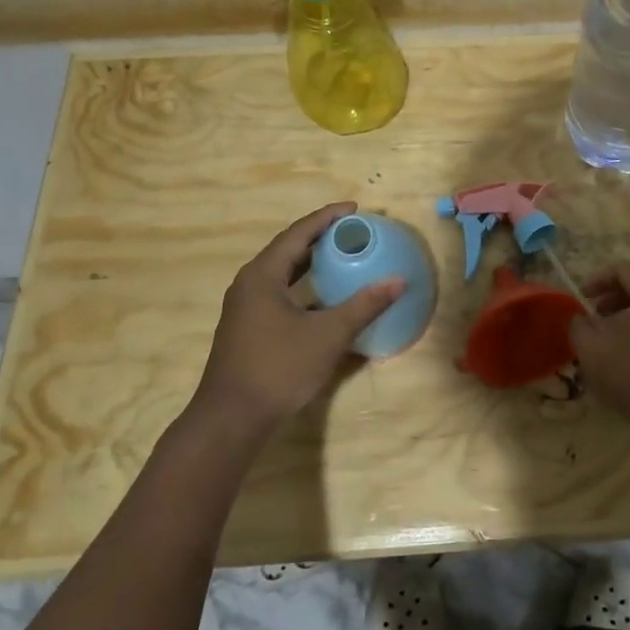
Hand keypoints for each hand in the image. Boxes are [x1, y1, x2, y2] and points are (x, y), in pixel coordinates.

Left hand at [193, 202, 403, 428]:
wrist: (231, 419)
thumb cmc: (278, 369)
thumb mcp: (328, 335)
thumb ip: (364, 306)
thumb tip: (398, 281)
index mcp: (263, 275)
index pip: (298, 233)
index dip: (327, 218)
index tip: (355, 209)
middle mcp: (250, 284)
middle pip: (288, 249)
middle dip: (320, 237)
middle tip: (352, 231)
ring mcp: (246, 307)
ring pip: (283, 273)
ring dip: (311, 262)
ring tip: (342, 256)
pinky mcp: (248, 327)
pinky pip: (280, 293)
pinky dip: (303, 286)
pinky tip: (324, 297)